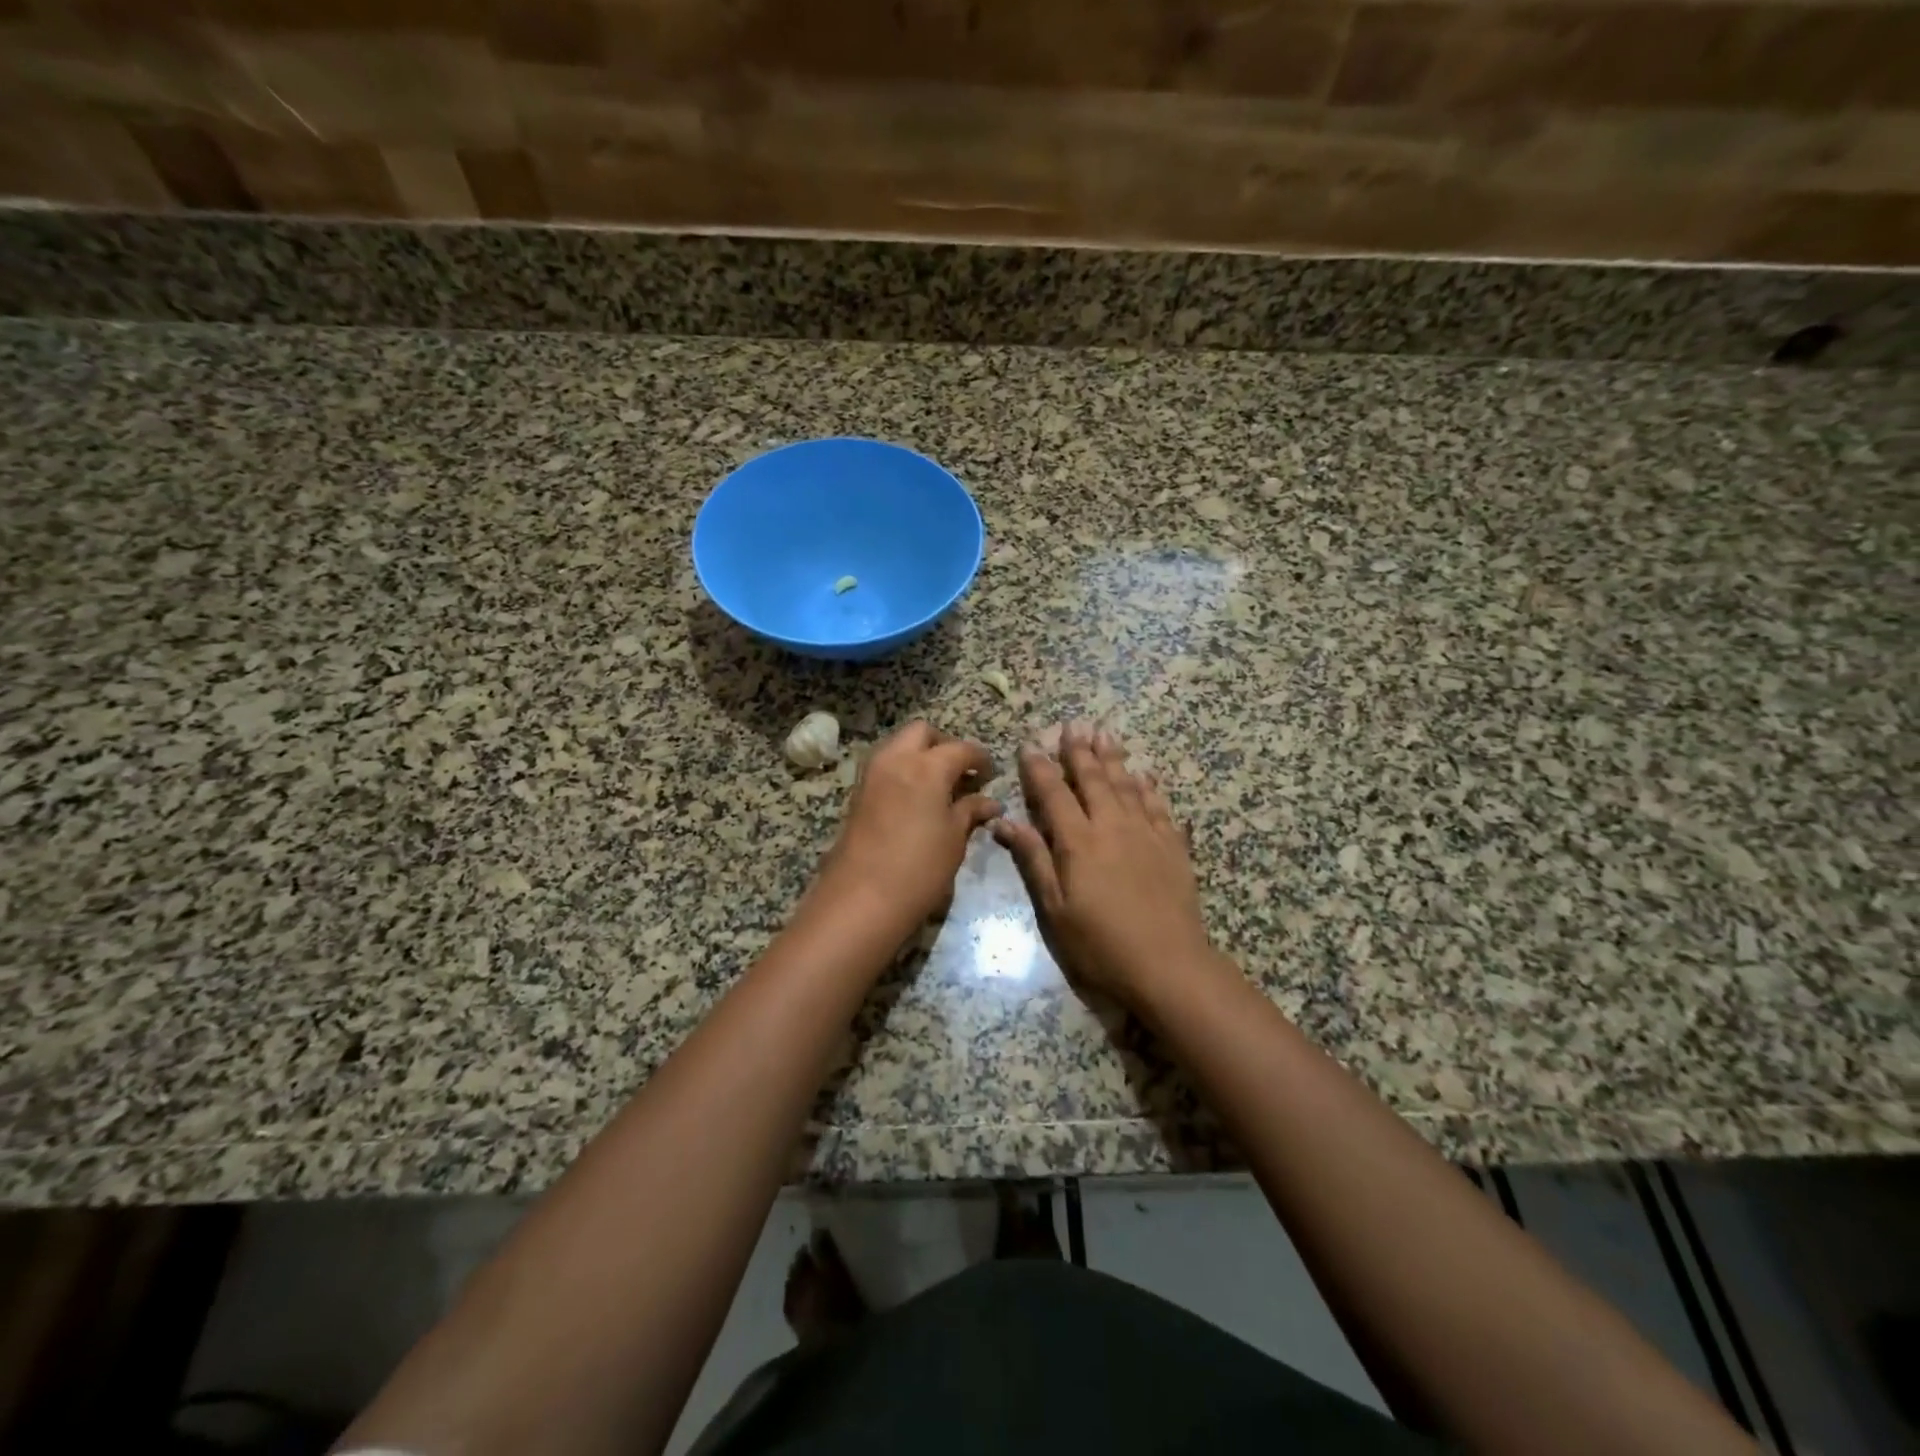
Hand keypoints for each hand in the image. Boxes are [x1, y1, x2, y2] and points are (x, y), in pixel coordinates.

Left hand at [810, 721, 1001, 940]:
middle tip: (961, 772)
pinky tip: (918, 799)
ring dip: (920, 755)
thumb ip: (970, 811)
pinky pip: (885, 766)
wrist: (860, 897)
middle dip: (944, 745)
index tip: (990, 774)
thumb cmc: (919, 867)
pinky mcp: (857, 793)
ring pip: (899, 745)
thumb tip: (988, 802)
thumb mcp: (954, 839)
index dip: (980, 759)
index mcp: (927, 766)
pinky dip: (903, 771)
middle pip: (922, 733)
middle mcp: (896, 759)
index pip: (961, 749)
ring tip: (940, 786)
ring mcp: (872, 774)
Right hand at [992, 721, 1213, 1007]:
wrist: (1168, 964)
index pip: (1054, 793)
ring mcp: (1146, 833)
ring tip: (1105, 733)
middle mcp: (1112, 826)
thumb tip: (1004, 822)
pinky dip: (1149, 787)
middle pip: (1093, 779)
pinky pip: (1159, 806)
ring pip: (1127, 784)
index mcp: (1078, 842)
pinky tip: (1145, 774)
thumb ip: (1034, 860)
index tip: (1030, 744)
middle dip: (1079, 751)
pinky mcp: (1173, 846)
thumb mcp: (1055, 909)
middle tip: (1073, 724)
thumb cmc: (1101, 943)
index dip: (1039, 767)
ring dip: (1113, 757)